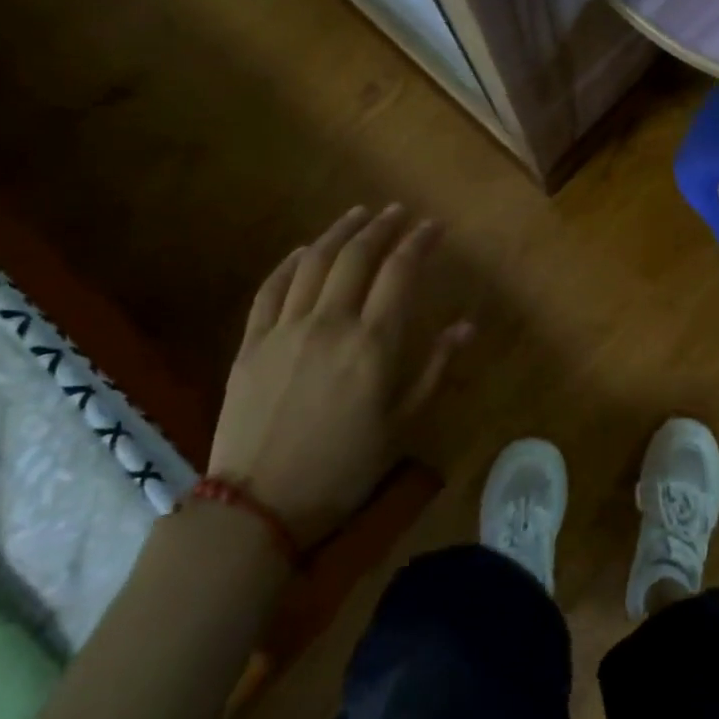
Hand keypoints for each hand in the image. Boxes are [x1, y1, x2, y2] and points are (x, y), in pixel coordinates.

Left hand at [208, 204, 471, 545]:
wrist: (257, 506)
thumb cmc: (343, 469)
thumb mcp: (400, 424)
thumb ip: (433, 368)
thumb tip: (466, 325)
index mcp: (372, 344)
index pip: (400, 273)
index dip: (419, 243)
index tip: (434, 226)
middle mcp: (330, 323)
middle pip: (357, 256)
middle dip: (382, 227)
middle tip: (399, 211)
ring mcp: (285, 329)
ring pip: (314, 263)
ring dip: (340, 232)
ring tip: (359, 215)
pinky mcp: (251, 343)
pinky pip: (271, 289)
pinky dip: (290, 263)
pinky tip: (304, 251)